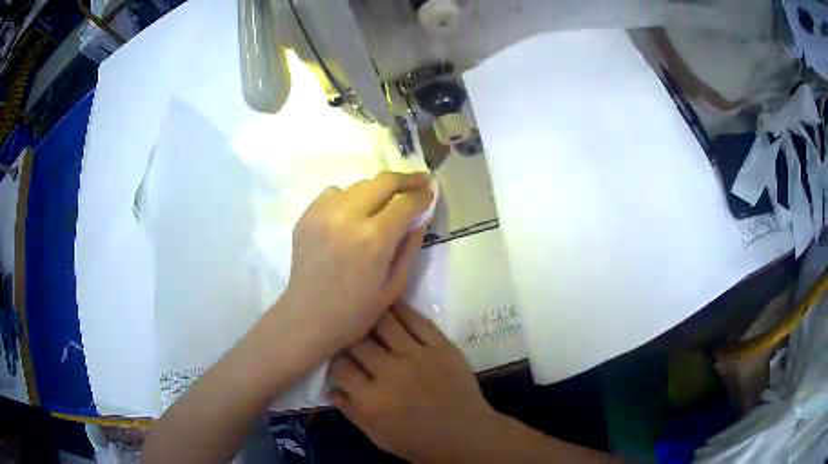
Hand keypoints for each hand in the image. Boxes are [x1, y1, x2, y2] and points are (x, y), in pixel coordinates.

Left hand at [281, 171, 431, 358]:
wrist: (308, 317)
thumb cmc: (356, 311)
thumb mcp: (395, 284)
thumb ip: (411, 244)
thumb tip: (422, 215)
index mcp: (374, 239)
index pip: (405, 202)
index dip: (422, 195)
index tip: (431, 193)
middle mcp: (348, 217)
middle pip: (383, 181)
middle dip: (405, 179)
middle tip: (419, 181)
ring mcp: (323, 213)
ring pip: (358, 185)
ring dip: (376, 190)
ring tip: (383, 203)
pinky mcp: (307, 215)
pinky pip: (334, 193)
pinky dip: (349, 197)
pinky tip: (351, 215)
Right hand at [327, 303, 498, 462]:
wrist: (466, 435)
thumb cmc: (419, 442)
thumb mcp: (377, 437)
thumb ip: (351, 412)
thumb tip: (330, 388)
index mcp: (371, 399)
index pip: (340, 366)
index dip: (334, 359)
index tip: (337, 357)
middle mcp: (390, 372)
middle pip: (358, 341)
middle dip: (348, 335)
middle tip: (349, 333)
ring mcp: (417, 356)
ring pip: (384, 322)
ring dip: (370, 315)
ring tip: (365, 310)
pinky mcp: (441, 346)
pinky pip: (416, 320)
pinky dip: (400, 309)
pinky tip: (390, 304)